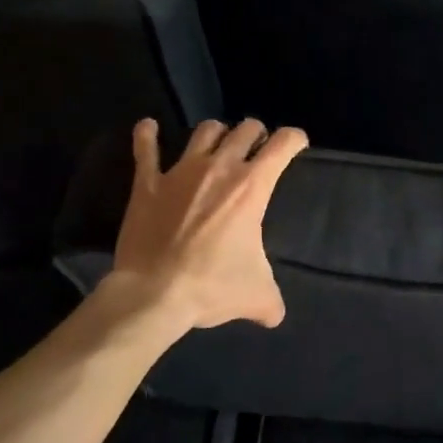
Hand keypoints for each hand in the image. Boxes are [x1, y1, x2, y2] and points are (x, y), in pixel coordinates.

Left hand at [106, 117, 307, 333]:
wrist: (154, 294)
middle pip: (245, 129)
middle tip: (256, 150)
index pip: (283, 143)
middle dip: (256, 134)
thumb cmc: (212, 286)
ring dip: (216, 134)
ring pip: (205, 131)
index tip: (296, 144)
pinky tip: (148, 127)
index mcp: (252, 186)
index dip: (295, 139)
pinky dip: (147, 135)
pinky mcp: (148, 183)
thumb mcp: (256, 295)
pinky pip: (146, 150)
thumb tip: (275, 316)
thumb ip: (271, 301)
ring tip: (218, 145)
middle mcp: (220, 168)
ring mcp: (181, 171)